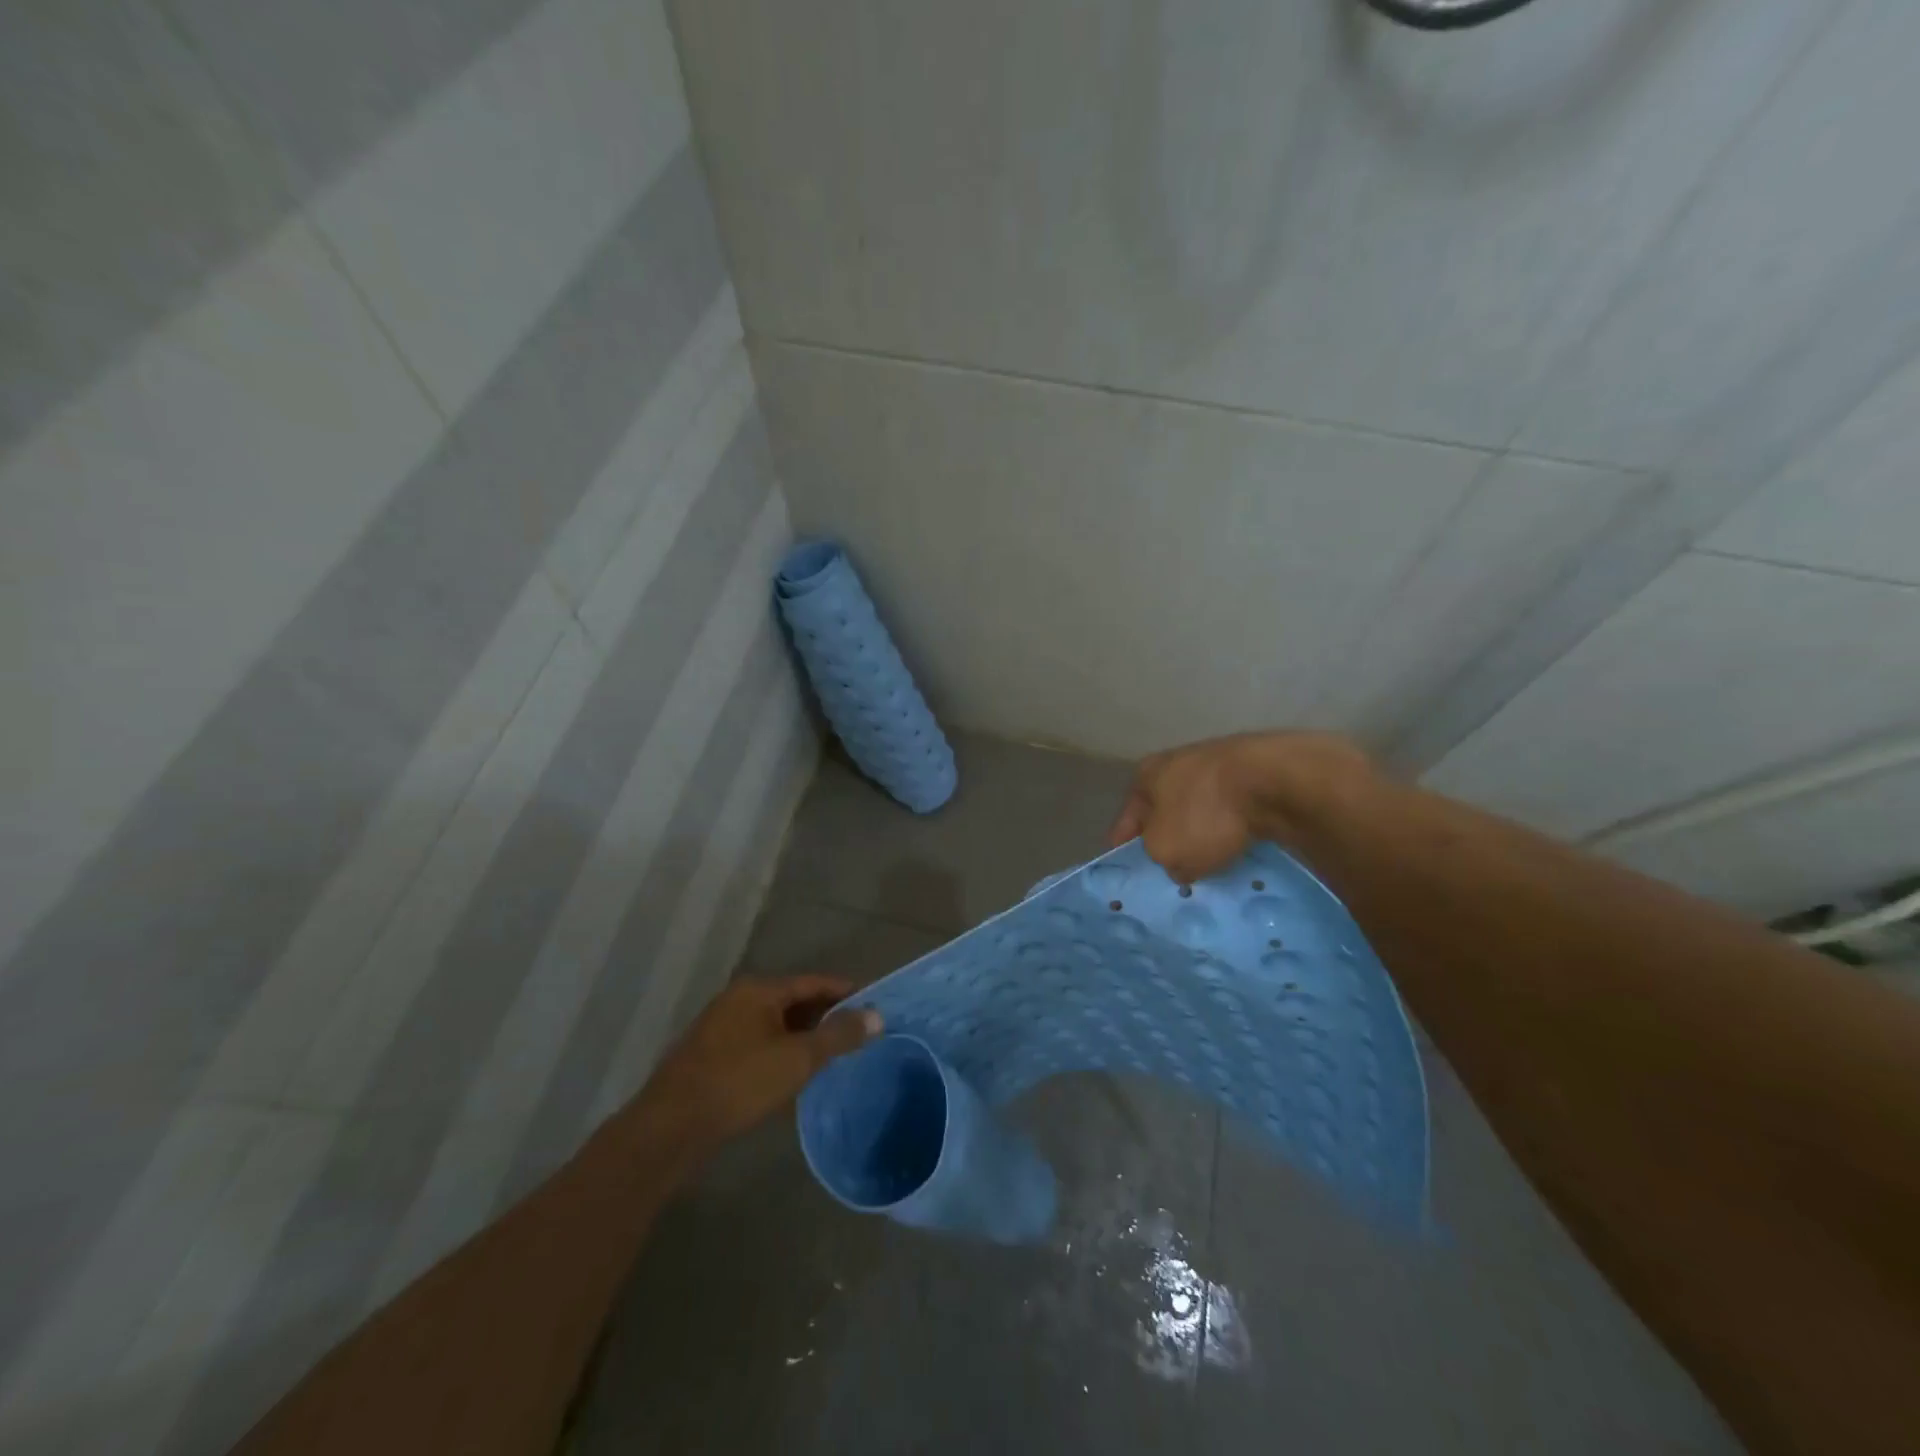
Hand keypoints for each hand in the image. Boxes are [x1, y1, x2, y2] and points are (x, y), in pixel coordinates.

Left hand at [641, 976, 882, 1148]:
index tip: (874, 1003)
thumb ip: (838, 1035)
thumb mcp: (797, 1058)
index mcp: (759, 990)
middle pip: (794, 1001)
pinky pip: (758, 1043)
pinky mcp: (711, 1056)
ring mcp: (721, 1027)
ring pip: (775, 1024)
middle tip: (858, 1033)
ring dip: (803, 1037)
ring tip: (833, 1055)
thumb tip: (877, 1015)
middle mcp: (738, 999)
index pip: (813, 982)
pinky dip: (781, 1052)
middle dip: (825, 1016)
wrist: (670, 1128)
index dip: (845, 991)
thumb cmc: (739, 1082)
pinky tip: (795, 1075)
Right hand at [1108, 731, 1374, 881]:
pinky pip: (1235, 812)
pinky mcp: (1254, 773)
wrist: (1274, 781)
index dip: (1124, 850)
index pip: (1125, 821)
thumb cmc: (1204, 814)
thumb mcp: (1166, 851)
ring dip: (1205, 836)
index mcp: (1145, 776)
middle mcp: (1176, 764)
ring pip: (1202, 812)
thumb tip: (1179, 862)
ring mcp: (1217, 764)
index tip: (1130, 875)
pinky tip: (1243, 850)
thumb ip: (1161, 859)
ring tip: (1214, 867)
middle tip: (1175, 875)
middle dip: (1170, 842)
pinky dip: (1236, 830)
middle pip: (1165, 814)